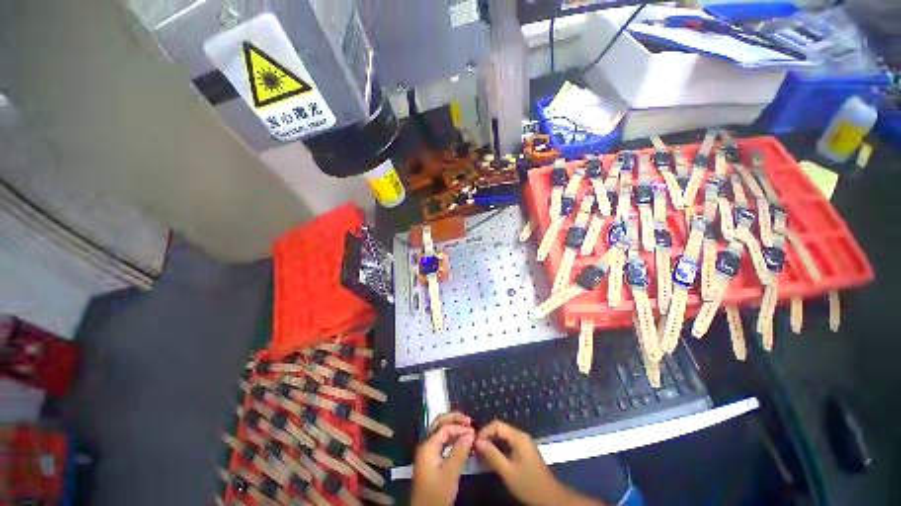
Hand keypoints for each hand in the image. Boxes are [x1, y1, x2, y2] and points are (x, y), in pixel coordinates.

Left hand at [411, 412, 474, 505]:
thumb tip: (470, 434)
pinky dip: (451, 438)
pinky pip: (441, 441)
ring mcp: (427, 452)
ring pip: (440, 431)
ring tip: (467, 430)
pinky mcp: (430, 460)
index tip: (474, 432)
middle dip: (454, 419)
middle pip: (439, 423)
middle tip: (469, 421)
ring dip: (453, 428)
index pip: (444, 428)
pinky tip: (461, 442)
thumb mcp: (450, 473)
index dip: (459, 427)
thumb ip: (460, 452)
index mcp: (428, 446)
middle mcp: (426, 445)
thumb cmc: (437, 494)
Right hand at [475, 420, 602, 505]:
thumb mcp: (508, 471)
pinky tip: (492, 459)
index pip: (497, 425)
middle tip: (475, 449)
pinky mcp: (524, 452)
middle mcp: (521, 436)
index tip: (474, 443)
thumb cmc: (528, 484)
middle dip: (487, 437)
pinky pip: (507, 444)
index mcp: (518, 437)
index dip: (484, 431)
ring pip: (503, 437)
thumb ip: (493, 455)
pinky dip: (498, 449)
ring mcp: (523, 444)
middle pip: (500, 429)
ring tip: (481, 454)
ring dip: (491, 443)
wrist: (550, 498)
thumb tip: (477, 441)